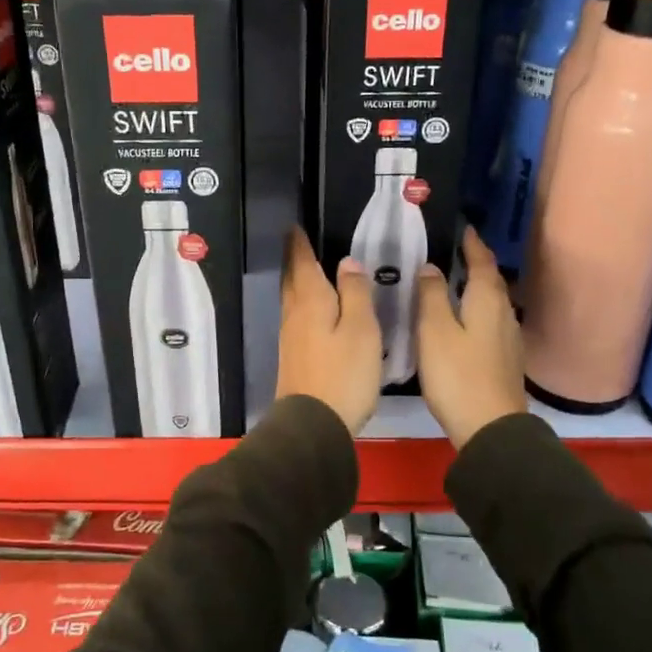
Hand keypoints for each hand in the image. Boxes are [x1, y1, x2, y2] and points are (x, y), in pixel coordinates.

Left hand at [274, 227, 381, 434]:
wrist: (313, 424)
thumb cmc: (343, 373)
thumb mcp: (361, 329)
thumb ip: (355, 293)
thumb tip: (347, 262)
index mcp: (311, 301)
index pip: (301, 263)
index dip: (299, 244)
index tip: (294, 227)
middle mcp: (295, 314)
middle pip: (292, 280)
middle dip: (293, 259)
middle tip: (296, 242)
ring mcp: (291, 337)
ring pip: (292, 299)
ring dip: (297, 281)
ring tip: (306, 270)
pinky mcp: (294, 357)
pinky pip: (297, 317)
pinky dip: (303, 303)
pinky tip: (314, 310)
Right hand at [416, 227, 528, 448]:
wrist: (490, 428)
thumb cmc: (458, 375)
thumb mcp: (434, 331)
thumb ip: (432, 295)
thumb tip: (432, 267)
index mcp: (487, 301)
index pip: (482, 262)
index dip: (472, 244)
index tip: (463, 228)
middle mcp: (503, 314)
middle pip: (491, 280)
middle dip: (477, 263)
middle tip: (456, 250)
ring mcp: (508, 339)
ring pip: (493, 302)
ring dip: (478, 286)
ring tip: (456, 280)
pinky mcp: (505, 360)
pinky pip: (491, 321)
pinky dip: (478, 309)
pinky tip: (464, 318)